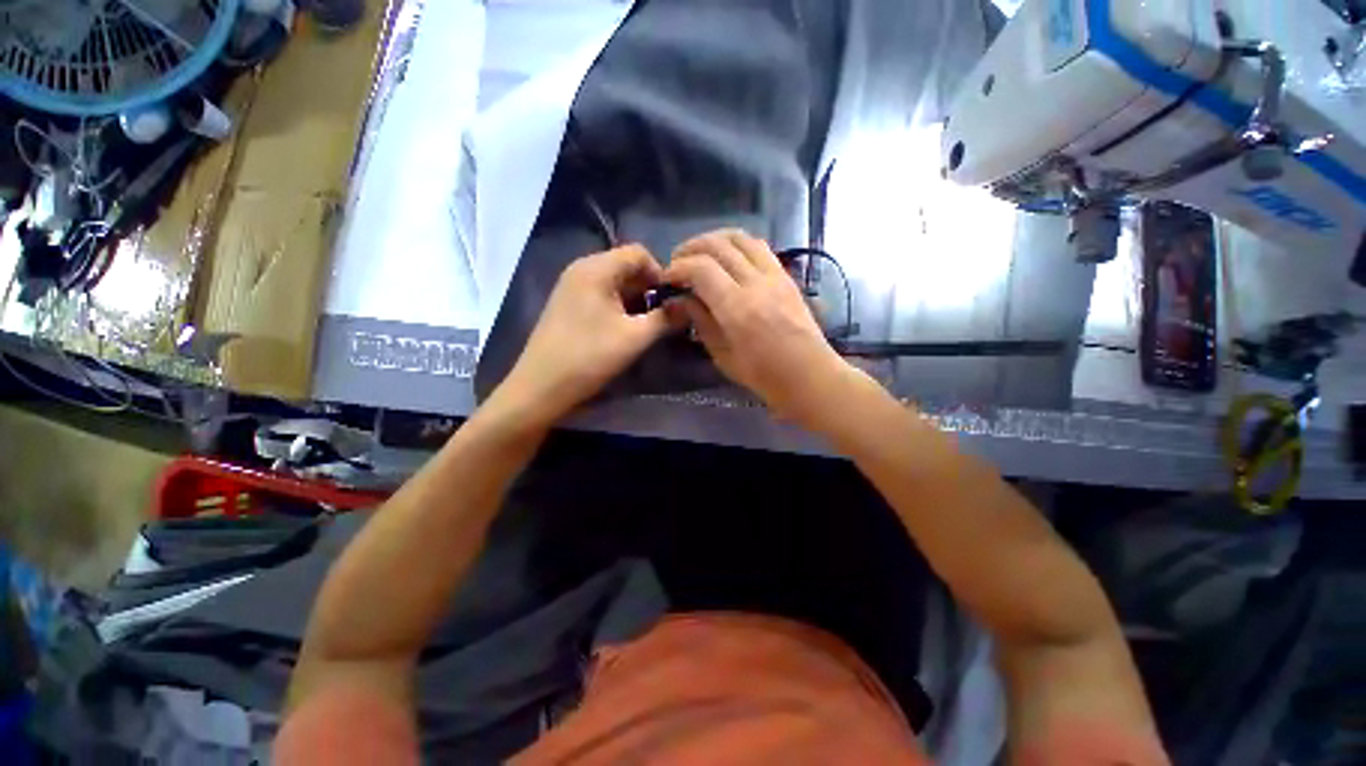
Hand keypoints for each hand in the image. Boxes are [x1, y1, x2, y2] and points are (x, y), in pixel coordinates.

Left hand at [491, 245, 673, 425]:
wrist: (541, 386)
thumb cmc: (589, 357)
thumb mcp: (635, 337)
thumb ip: (666, 318)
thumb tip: (688, 306)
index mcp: (596, 268)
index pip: (638, 253)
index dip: (660, 273)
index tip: (671, 301)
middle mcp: (581, 269)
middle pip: (625, 265)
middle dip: (648, 288)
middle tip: (661, 316)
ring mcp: (571, 286)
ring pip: (614, 281)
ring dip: (634, 299)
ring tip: (644, 325)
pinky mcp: (566, 303)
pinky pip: (600, 293)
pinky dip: (618, 306)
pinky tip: (623, 329)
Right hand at [663, 229, 853, 422]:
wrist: (809, 375)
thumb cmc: (763, 375)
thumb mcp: (722, 354)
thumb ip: (701, 321)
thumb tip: (680, 299)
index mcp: (737, 307)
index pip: (701, 268)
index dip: (678, 268)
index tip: (666, 279)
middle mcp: (756, 282)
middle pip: (718, 245)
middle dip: (691, 248)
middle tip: (677, 262)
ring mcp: (775, 275)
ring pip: (740, 237)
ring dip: (714, 239)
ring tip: (700, 253)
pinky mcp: (786, 276)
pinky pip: (759, 247)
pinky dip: (736, 245)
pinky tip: (727, 258)